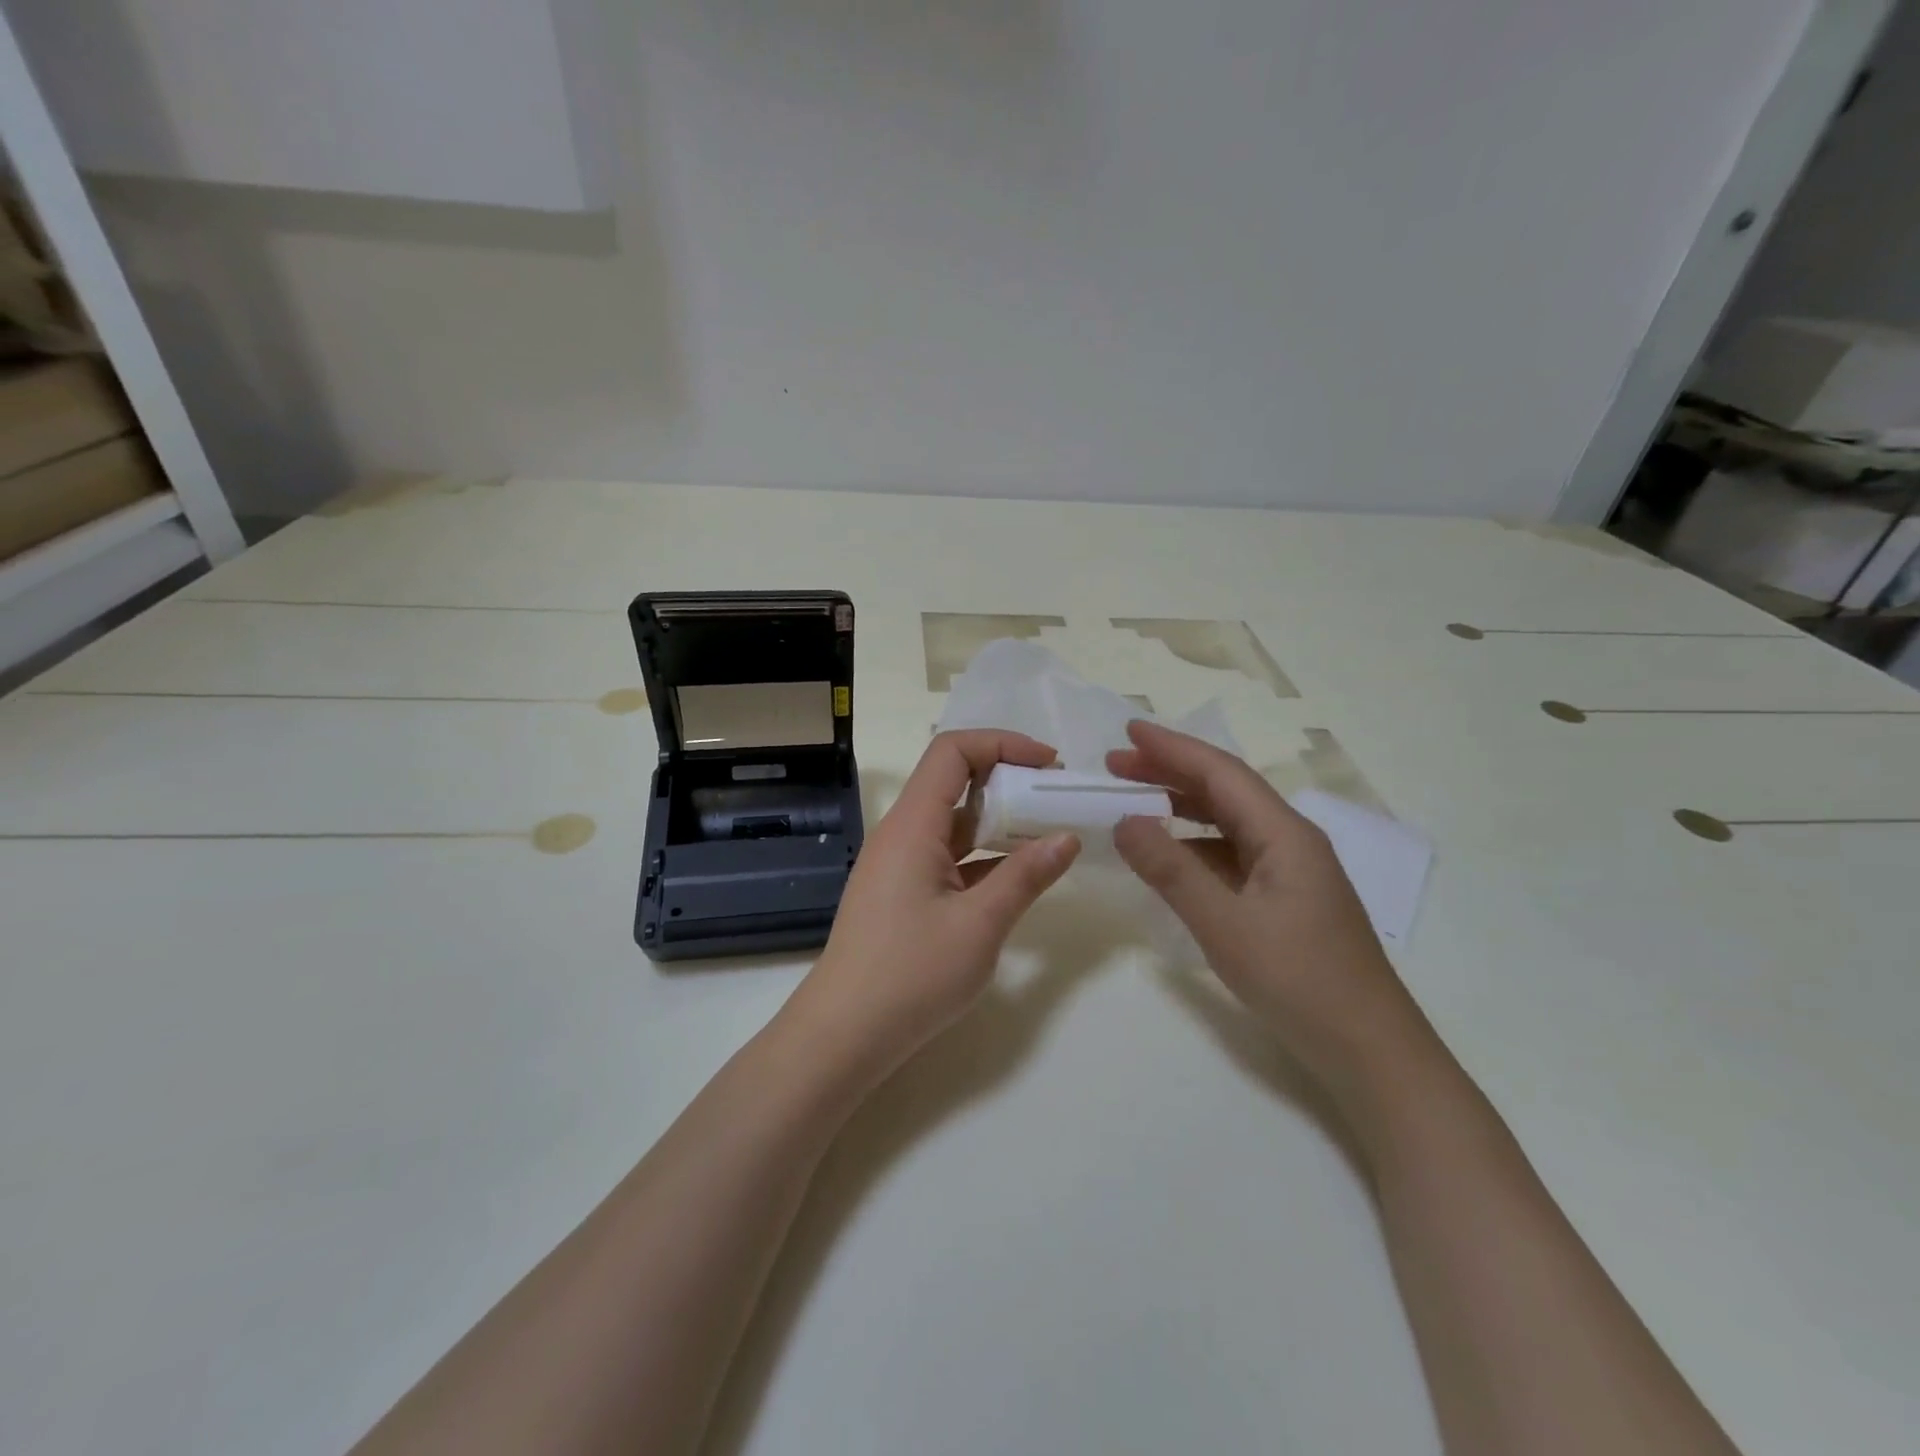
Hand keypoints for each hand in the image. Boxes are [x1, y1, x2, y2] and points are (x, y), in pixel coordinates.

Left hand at [791, 731, 1081, 1084]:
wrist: (845, 1035)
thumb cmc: (911, 975)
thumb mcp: (980, 925)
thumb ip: (1025, 876)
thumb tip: (1067, 837)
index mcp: (913, 825)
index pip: (952, 752)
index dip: (1002, 744)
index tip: (1049, 764)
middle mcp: (902, 833)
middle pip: (954, 782)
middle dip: (1008, 781)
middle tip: (1057, 799)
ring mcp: (900, 864)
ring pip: (954, 823)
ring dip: (999, 822)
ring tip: (1049, 834)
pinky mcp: (903, 893)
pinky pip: (948, 857)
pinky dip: (984, 856)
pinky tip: (1019, 876)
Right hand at [1107, 720, 1425, 1096]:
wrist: (1370, 1051)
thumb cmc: (1299, 981)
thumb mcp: (1225, 924)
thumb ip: (1171, 870)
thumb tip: (1123, 822)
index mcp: (1284, 834)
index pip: (1221, 773)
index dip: (1172, 748)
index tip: (1127, 730)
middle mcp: (1289, 841)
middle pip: (1224, 791)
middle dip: (1169, 772)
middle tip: (1116, 765)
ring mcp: (1289, 871)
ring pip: (1227, 823)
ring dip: (1180, 808)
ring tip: (1131, 803)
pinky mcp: (1284, 899)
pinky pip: (1231, 855)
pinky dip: (1194, 846)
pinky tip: (1168, 856)